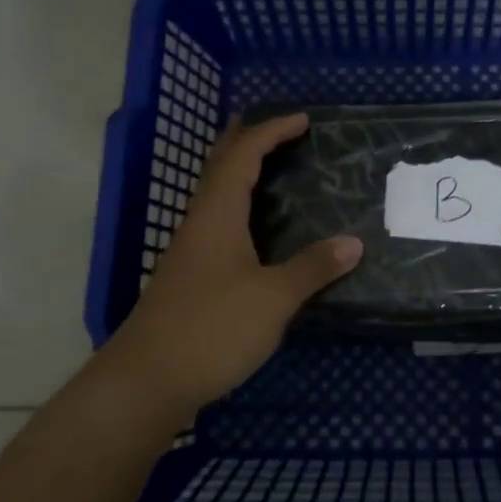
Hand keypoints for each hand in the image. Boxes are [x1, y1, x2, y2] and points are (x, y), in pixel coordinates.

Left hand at [99, 113, 361, 421]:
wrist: (146, 381)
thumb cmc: (211, 328)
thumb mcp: (273, 298)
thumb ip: (313, 268)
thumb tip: (354, 242)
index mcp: (218, 214)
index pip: (243, 154)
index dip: (272, 131)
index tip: (303, 119)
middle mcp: (201, 222)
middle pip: (221, 165)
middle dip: (248, 139)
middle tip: (280, 129)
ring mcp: (191, 250)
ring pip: (217, 194)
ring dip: (242, 172)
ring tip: (273, 167)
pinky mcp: (190, 276)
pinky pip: (218, 221)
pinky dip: (240, 205)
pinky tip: (257, 229)